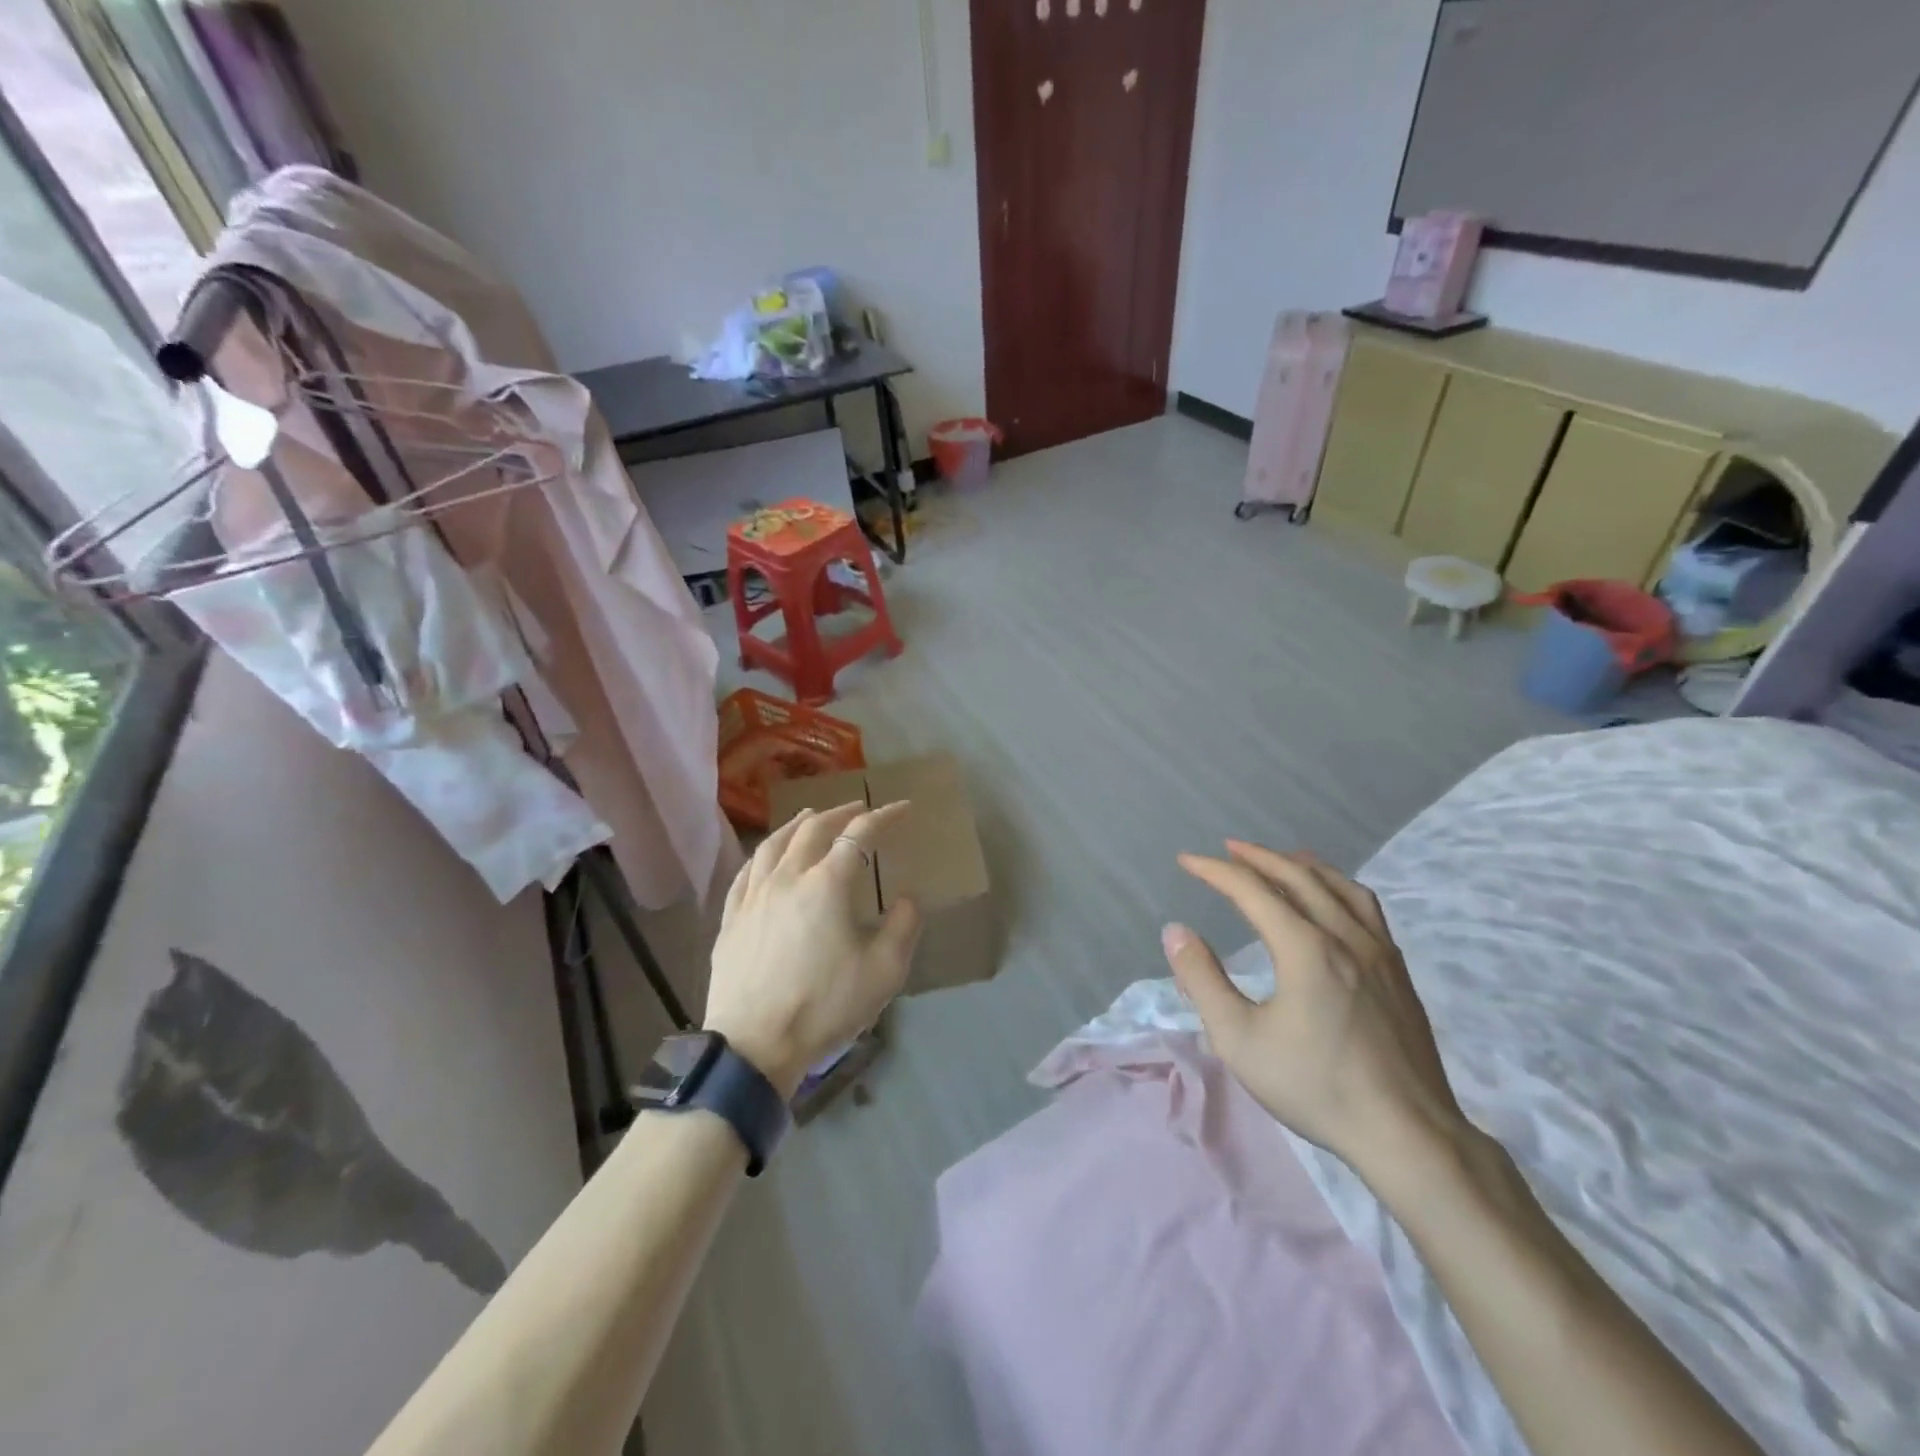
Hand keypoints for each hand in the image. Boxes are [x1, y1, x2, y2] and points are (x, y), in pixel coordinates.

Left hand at [703, 801, 921, 1097]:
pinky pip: (747, 871)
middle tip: (859, 807)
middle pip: (813, 829)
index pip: (859, 835)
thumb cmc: (824, 1006)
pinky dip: (764, 852)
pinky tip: (767, 856)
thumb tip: (907, 899)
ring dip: (799, 823)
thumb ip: (903, 928)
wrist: (753, 1046)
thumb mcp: (883, 973)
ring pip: (774, 843)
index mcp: (827, 885)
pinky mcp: (731, 918)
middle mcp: (788, 877)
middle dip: (841, 812)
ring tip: (811, 816)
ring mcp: (753, 896)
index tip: (903, 808)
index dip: (884, 817)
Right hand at [1161, 840, 1469, 1178]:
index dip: (1216, 871)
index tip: (1187, 861)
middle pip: (1298, 876)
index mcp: (1305, 948)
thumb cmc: (1315, 1086)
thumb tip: (1176, 931)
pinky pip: (1365, 907)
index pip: (1252, 891)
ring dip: (1302, 865)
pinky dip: (1337, 887)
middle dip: (1258, 857)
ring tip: (1280, 859)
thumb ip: (1203, 980)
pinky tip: (1332, 901)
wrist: (1407, 1134)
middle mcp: (1344, 936)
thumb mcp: (1239, 1039)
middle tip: (1227, 849)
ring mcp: (1379, 951)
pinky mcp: (1398, 972)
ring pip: (1339, 886)